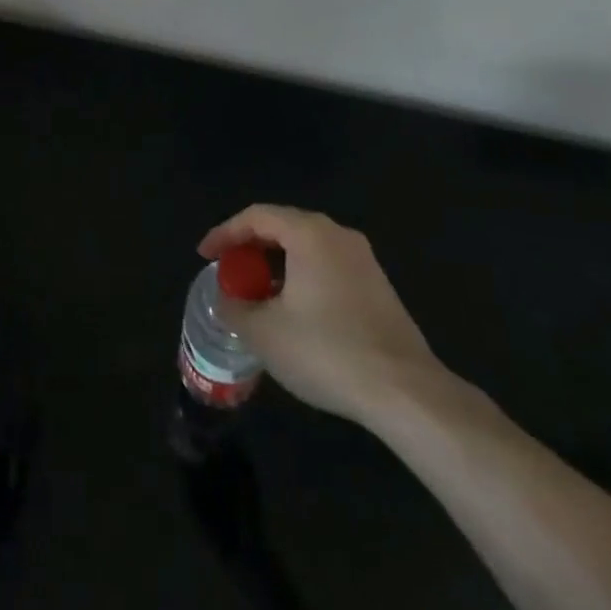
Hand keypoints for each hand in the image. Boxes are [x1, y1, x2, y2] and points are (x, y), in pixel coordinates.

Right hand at [199, 205, 448, 426]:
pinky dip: (300, 277)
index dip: (224, 233)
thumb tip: (226, 298)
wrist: (406, 392)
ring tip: (255, 294)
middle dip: (249, 248)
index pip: (256, 216)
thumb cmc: (327, 351)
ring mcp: (363, 260)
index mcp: (309, 234)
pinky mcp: (378, 286)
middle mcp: (338, 235)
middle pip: (282, 226)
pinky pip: (327, 266)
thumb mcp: (264, 333)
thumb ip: (234, 307)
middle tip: (228, 272)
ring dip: (275, 265)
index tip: (204, 256)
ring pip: (306, 248)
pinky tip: (293, 311)